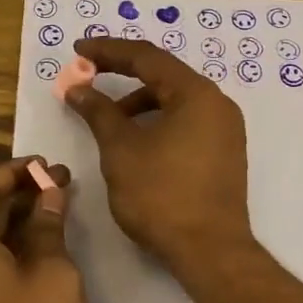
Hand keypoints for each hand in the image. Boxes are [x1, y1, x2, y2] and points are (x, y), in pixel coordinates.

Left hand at [0, 156, 88, 302]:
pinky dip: (8, 248)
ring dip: (14, 221)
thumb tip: (48, 196)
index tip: (47, 166)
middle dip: (19, 193)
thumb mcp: (52, 275)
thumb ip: (48, 229)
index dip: (13, 170)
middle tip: (59, 186)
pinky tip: (38, 257)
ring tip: (54, 215)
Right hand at [65, 38, 252, 275]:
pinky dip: (156, 120)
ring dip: (138, 102)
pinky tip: (134, 139)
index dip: (108, 50)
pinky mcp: (223, 152)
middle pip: (163, 75)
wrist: (210, 251)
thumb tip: (78, 88)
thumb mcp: (121, 149)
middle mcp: (216, 103)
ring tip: (106, 117)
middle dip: (122, 73)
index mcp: (196, 94)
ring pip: (174, 100)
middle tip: (88, 75)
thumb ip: (99, 112)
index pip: (147, 57)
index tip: (78, 50)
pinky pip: (185, 120)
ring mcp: (224, 129)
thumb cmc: (161, 195)